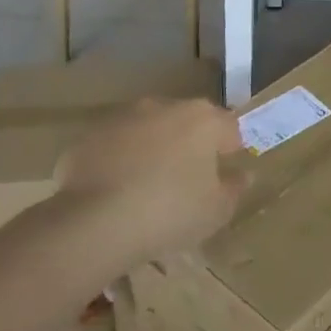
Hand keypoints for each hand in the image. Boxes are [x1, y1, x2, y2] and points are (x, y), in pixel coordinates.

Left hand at [50, 98, 244, 269]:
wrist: (94, 223)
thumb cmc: (170, 212)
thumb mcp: (216, 210)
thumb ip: (234, 188)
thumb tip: (242, 175)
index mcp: (203, 119)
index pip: (229, 126)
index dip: (230, 149)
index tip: (224, 174)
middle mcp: (164, 106)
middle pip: (187, 122)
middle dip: (189, 145)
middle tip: (186, 182)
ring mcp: (123, 118)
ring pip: (148, 130)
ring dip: (152, 149)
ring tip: (146, 188)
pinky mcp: (88, 137)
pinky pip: (114, 147)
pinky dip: (119, 162)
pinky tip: (114, 193)